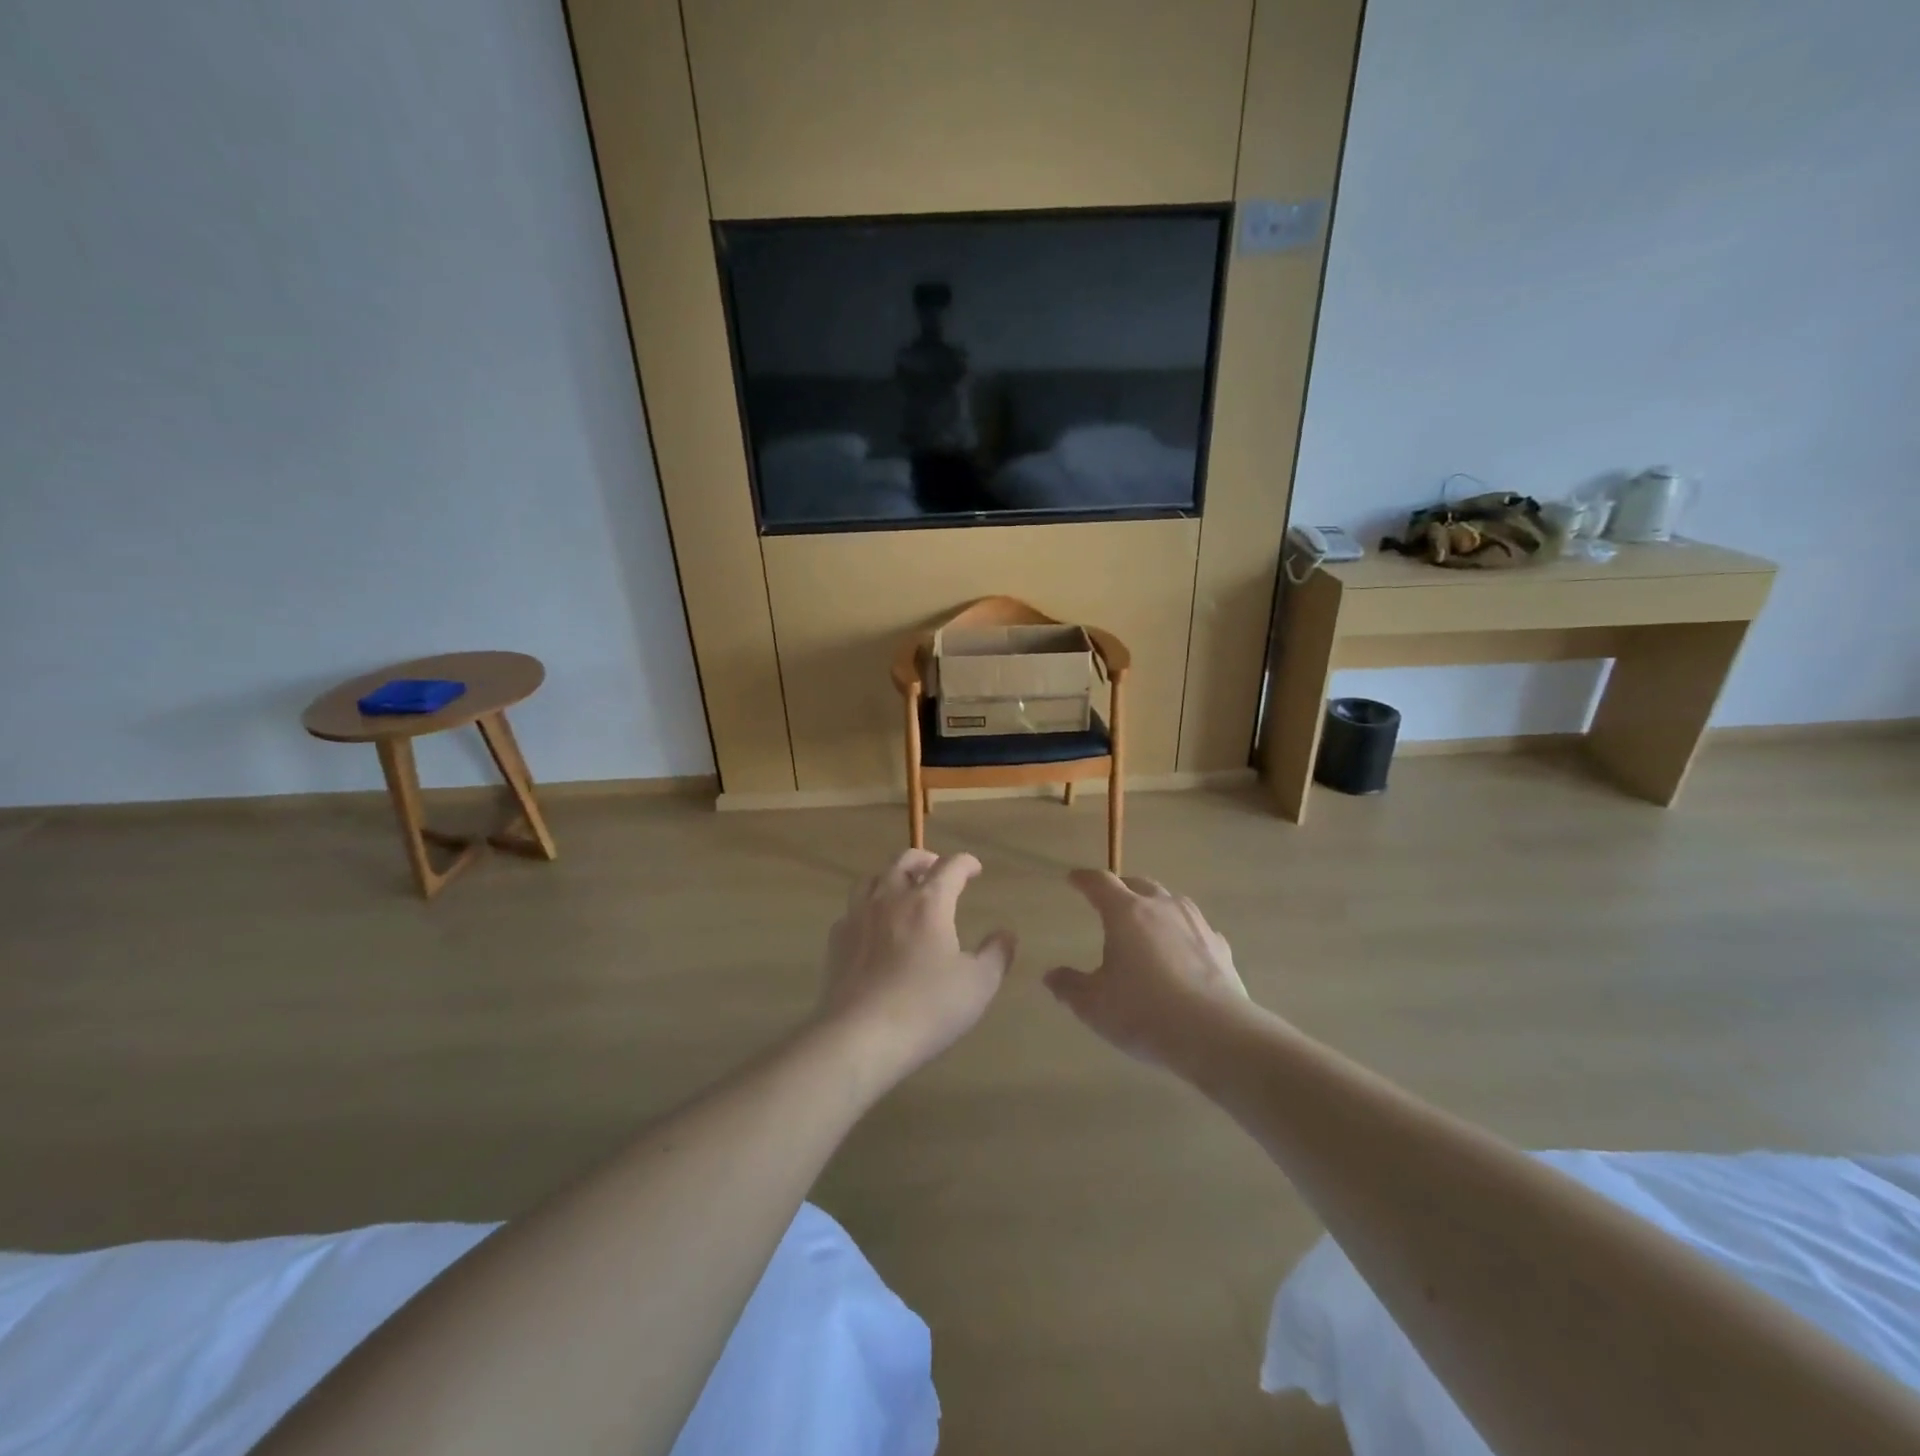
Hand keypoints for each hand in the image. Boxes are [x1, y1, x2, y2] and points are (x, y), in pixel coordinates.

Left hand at [819, 850, 1015, 1076]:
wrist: (860, 1036)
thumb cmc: (927, 1007)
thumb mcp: (978, 985)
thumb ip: (996, 954)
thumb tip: (1006, 934)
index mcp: (929, 902)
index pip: (950, 866)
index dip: (966, 863)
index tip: (975, 869)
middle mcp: (891, 898)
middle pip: (905, 860)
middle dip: (926, 859)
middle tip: (937, 870)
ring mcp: (858, 916)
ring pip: (872, 878)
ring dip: (891, 876)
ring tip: (902, 890)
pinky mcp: (837, 939)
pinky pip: (852, 909)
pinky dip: (867, 908)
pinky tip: (873, 926)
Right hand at [1044, 870, 1248, 1067]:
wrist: (1215, 1033)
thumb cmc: (1144, 1012)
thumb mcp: (1094, 1005)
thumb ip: (1069, 987)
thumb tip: (1051, 976)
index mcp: (1126, 913)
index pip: (1100, 882)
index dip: (1084, 879)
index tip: (1074, 879)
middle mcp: (1162, 907)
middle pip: (1138, 884)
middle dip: (1121, 887)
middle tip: (1110, 900)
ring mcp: (1195, 924)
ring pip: (1171, 901)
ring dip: (1154, 905)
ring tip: (1146, 922)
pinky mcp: (1220, 946)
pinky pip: (1195, 928)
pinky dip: (1182, 932)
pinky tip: (1182, 951)